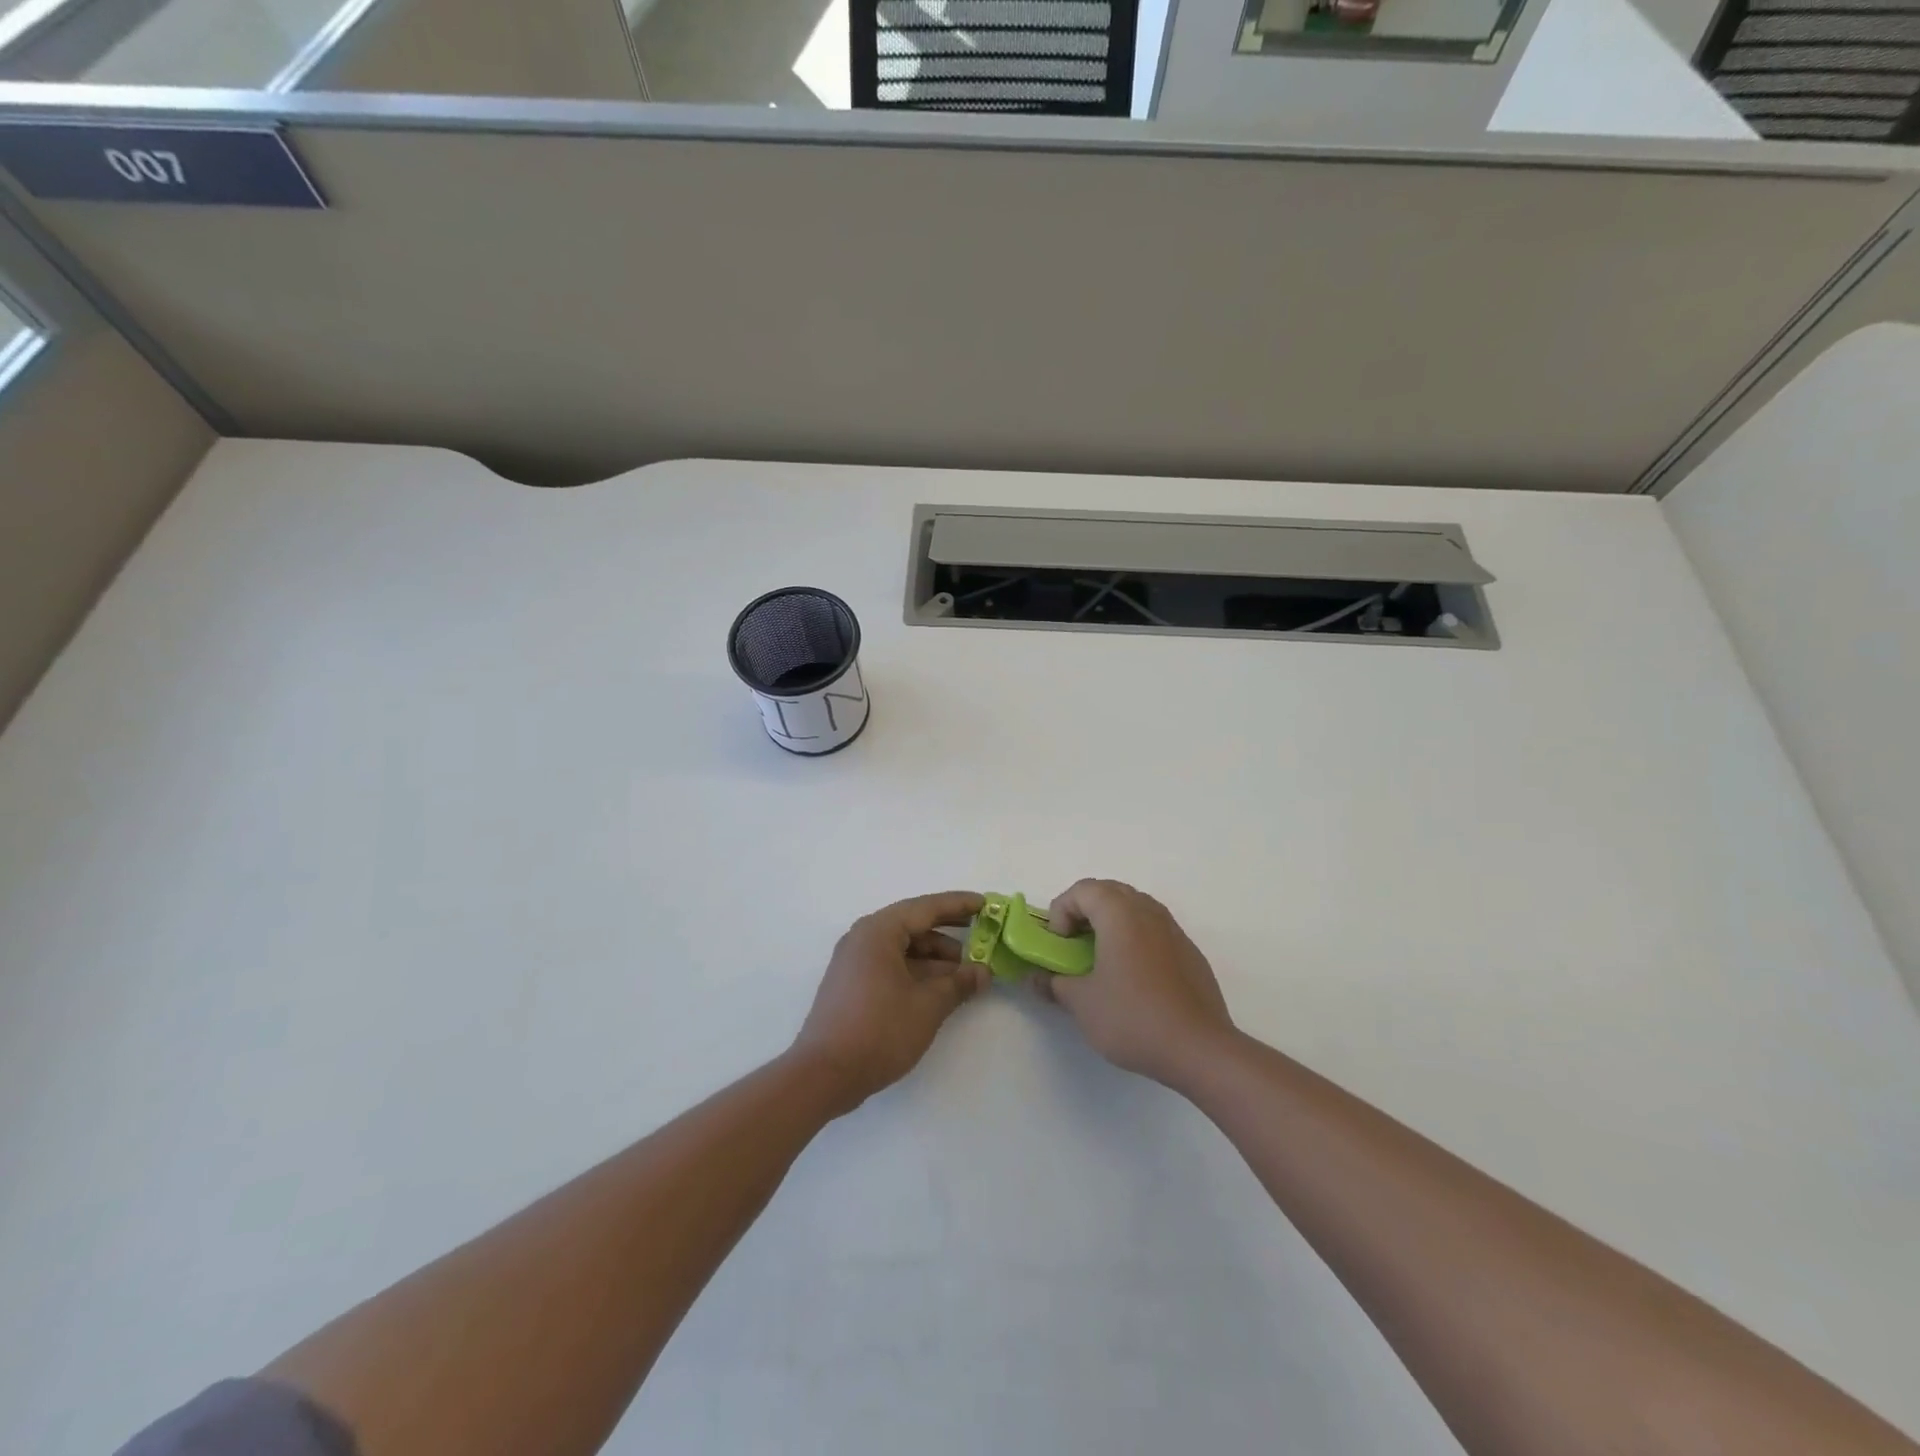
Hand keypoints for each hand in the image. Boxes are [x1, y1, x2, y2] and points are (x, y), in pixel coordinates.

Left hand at [790, 891, 987, 1113]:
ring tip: (966, 975)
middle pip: (913, 925)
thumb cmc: (878, 1031)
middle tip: (983, 939)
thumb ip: (958, 984)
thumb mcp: (927, 1006)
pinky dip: (917, 972)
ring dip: (935, 958)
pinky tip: (940, 990)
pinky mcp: (852, 985)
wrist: (823, 1075)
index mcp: (879, 931)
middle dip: (949, 934)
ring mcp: (855, 962)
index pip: (926, 908)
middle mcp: (864, 938)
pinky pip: (891, 965)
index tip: (986, 904)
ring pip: (903, 948)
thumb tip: (983, 972)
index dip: (959, 905)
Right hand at [1035, 879, 1234, 1089]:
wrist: (1200, 1049)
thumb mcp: (1082, 1003)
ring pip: (1134, 908)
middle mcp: (1148, 911)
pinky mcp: (1189, 952)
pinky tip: (1132, 978)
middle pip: (1109, 892)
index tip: (1059, 946)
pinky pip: (1154, 930)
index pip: (1082, 890)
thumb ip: (1054, 983)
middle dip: (1084, 912)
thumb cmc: (1133, 1017)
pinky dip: (1134, 939)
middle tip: (1073, 946)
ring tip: (1100, 960)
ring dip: (1110, 924)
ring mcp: (1173, 930)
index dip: (1061, 912)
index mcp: (1120, 914)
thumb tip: (1038, 979)